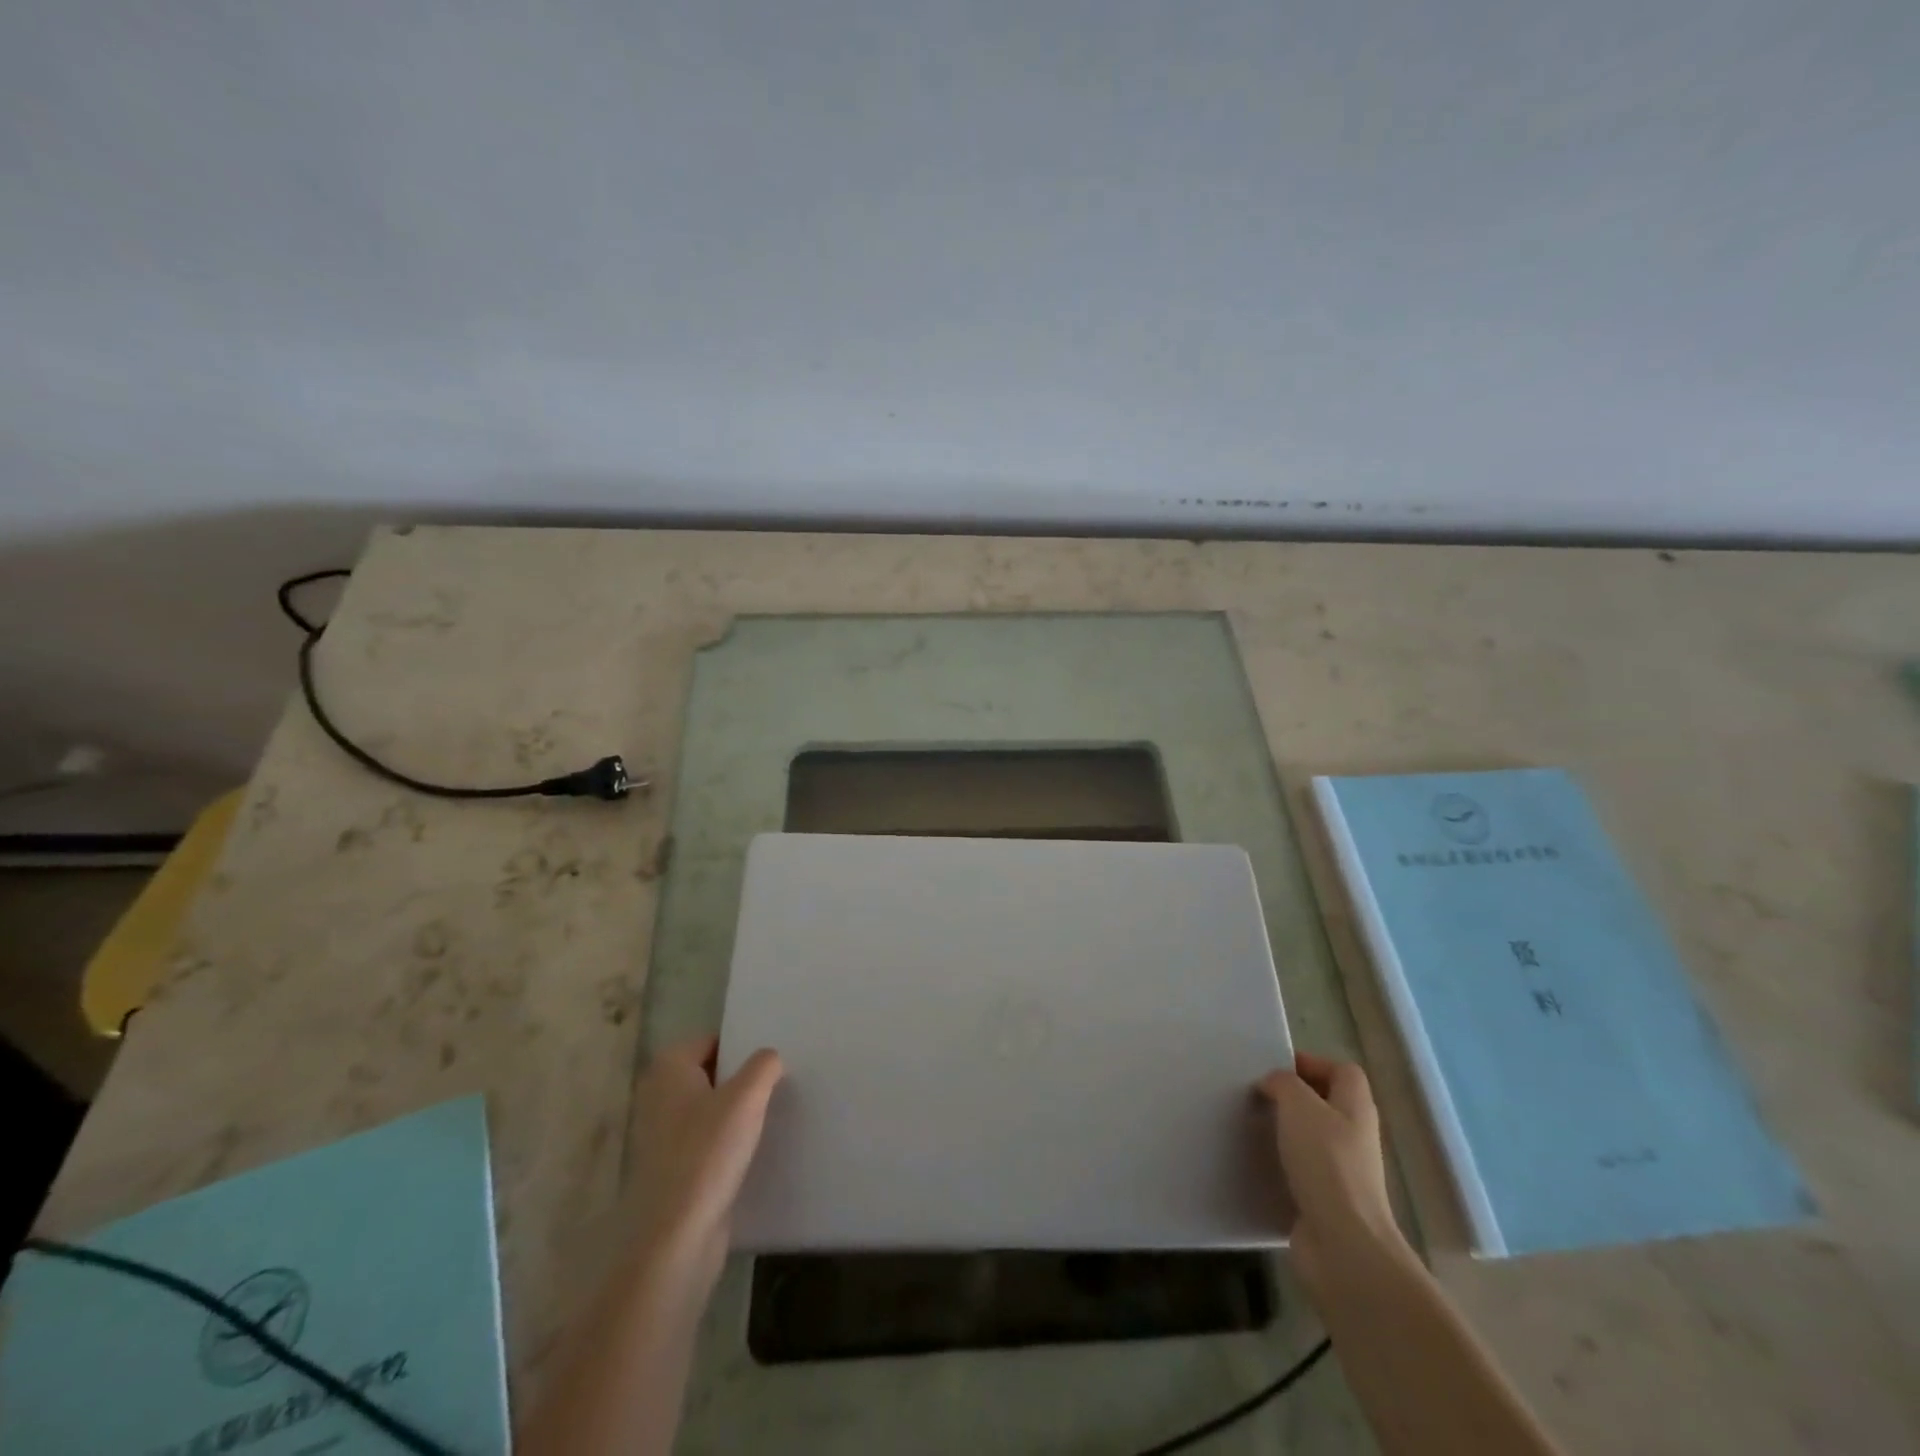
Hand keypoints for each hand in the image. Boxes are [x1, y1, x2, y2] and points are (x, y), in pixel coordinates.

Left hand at [623, 1035, 782, 1297]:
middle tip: (777, 1081)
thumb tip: (770, 1058)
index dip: (742, 1046)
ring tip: (772, 1113)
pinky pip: (707, 1142)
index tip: (772, 1058)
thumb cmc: (708, 1154)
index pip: (712, 1041)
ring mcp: (662, 1137)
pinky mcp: (673, 1171)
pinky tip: (754, 1150)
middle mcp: (658, 1097)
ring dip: (736, 1113)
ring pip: (709, 1110)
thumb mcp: (746, 1097)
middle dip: (741, 1079)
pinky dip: (728, 1143)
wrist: (677, 1238)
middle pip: (711, 1074)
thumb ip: (763, 1066)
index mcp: (668, 1070)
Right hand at [1257, 1052, 1409, 1290]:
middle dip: (1291, 1098)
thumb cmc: (1325, 1163)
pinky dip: (1279, 1165)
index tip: (1275, 1069)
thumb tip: (1273, 1085)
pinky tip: (1255, 1164)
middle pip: (1325, 1103)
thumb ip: (1283, 1084)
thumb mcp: (1298, 1105)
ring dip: (1283, 1131)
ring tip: (1251, 1127)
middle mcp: (1354, 1136)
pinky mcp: (1326, 1201)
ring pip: (1310, 1138)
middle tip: (1257, 1096)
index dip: (1312, 1063)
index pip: (1342, 1071)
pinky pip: (1300, 1171)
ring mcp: (1343, 1172)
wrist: (1343, 1243)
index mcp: (1355, 1108)